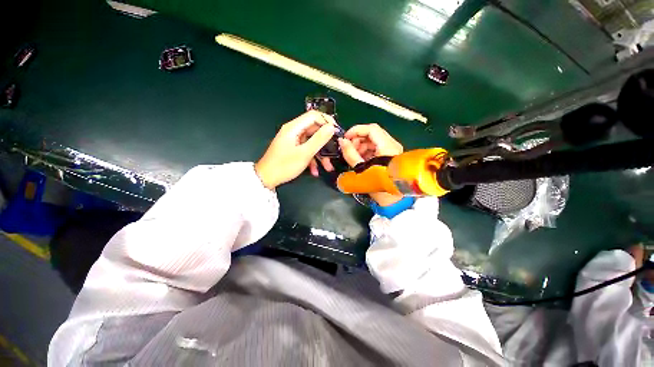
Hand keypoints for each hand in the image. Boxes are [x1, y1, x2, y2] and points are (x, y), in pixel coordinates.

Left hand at [255, 111, 336, 189]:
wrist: (267, 178)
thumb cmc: (285, 165)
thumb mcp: (304, 153)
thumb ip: (319, 139)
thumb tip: (331, 127)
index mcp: (294, 127)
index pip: (314, 115)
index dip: (327, 121)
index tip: (337, 132)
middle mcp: (294, 131)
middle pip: (314, 130)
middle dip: (325, 142)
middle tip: (335, 151)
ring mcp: (293, 140)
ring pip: (312, 142)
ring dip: (320, 154)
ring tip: (327, 167)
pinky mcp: (293, 149)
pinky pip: (306, 150)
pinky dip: (312, 159)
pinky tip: (315, 171)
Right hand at [338, 124, 404, 205]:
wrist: (394, 200)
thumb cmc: (378, 186)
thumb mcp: (361, 169)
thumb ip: (350, 154)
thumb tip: (342, 141)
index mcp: (387, 146)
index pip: (371, 129)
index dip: (356, 130)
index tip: (345, 138)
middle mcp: (392, 144)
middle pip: (372, 133)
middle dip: (357, 139)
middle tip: (348, 149)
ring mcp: (392, 150)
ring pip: (373, 140)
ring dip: (361, 145)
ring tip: (353, 156)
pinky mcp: (390, 155)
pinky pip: (376, 147)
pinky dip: (366, 151)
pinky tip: (360, 159)